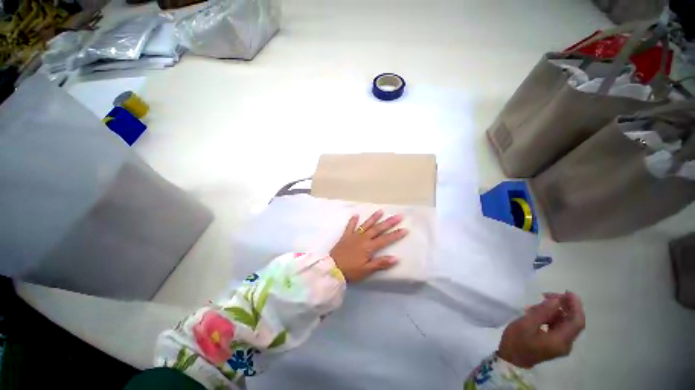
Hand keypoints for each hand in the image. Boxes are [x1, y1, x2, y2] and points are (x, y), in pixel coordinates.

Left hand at [329, 210, 408, 282]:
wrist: (332, 268)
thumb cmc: (351, 271)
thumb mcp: (366, 270)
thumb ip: (380, 263)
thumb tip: (396, 258)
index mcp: (369, 247)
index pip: (385, 239)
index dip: (395, 234)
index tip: (405, 229)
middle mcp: (363, 238)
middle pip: (378, 229)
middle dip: (389, 222)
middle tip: (398, 216)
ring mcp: (353, 236)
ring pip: (366, 225)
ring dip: (374, 218)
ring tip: (381, 211)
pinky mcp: (345, 236)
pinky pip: (350, 226)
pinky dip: (353, 220)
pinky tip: (356, 215)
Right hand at [497, 291, 584, 368]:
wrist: (511, 359)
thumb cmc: (517, 341)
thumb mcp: (526, 324)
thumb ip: (543, 312)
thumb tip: (557, 300)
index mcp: (560, 341)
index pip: (576, 322)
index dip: (575, 306)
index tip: (567, 292)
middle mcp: (565, 344)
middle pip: (572, 322)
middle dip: (563, 306)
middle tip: (547, 294)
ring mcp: (560, 345)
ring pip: (564, 323)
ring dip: (554, 311)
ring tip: (536, 305)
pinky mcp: (554, 344)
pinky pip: (558, 327)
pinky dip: (551, 318)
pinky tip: (537, 313)